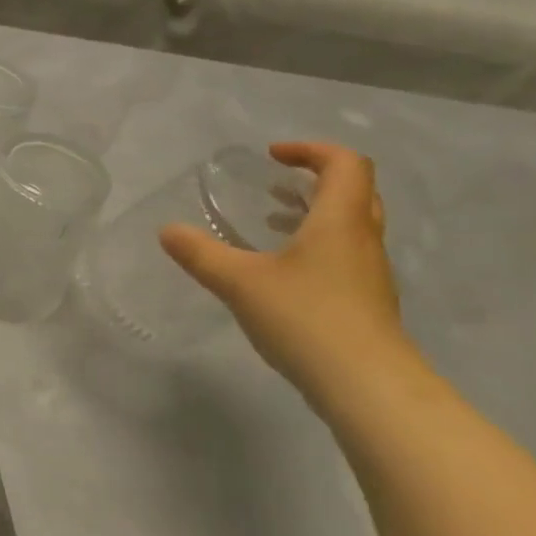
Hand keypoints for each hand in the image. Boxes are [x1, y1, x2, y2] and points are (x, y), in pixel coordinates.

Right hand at [160, 142, 414, 406]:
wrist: (367, 385)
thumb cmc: (306, 318)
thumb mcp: (239, 282)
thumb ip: (201, 253)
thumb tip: (166, 230)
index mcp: (340, 221)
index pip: (344, 164)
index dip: (310, 150)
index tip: (272, 156)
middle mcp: (361, 240)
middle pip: (354, 191)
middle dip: (314, 180)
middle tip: (274, 184)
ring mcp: (368, 274)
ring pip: (350, 226)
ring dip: (314, 214)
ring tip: (272, 222)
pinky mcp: (365, 302)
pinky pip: (344, 255)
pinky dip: (315, 246)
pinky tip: (281, 272)